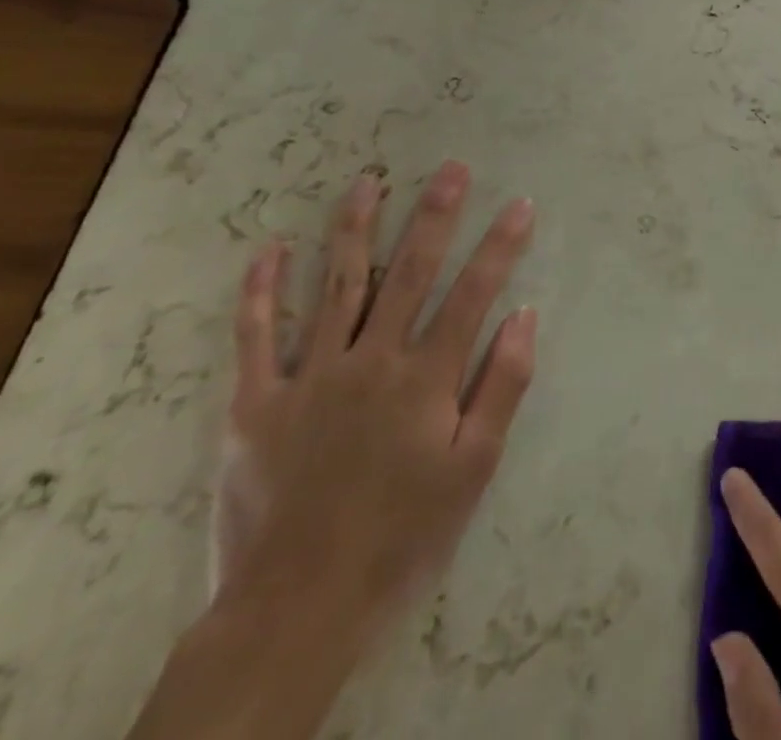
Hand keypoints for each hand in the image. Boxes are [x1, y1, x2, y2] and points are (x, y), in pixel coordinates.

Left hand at [129, 161, 536, 739]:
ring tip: (368, 181)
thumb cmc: (401, 538)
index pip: (473, 294)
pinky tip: (270, 249)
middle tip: (451, 167)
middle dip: (435, 214)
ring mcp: (307, 378)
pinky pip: (255, 337)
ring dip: (354, 229)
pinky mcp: (254, 404)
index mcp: (424, 380)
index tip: (520, 203)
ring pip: (335, 286)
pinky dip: (261, 291)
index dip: (500, 246)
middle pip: (408, 273)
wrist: (294, 613)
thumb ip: (502, 387)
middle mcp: (370, 363)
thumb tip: (525, 315)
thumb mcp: (473, 471)